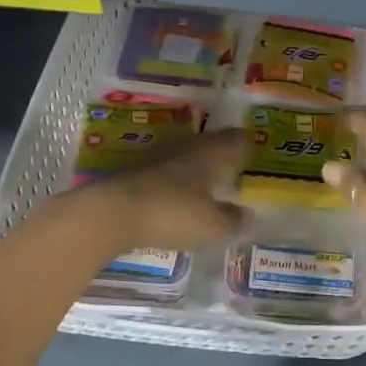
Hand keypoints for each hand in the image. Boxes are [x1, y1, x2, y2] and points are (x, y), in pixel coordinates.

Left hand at [77, 128, 248, 252]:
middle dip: (222, 154)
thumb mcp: (211, 226)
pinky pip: (167, 169)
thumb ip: (232, 221)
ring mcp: (159, 155)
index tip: (253, 154)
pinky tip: (177, 195)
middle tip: (233, 169)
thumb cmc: (173, 213)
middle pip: (212, 143)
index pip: (237, 140)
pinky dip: (176, 179)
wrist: (113, 212)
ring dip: (198, 165)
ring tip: (207, 184)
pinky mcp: (137, 169)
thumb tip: (248, 216)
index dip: (246, 146)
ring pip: (187, 154)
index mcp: (212, 153)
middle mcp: (188, 146)